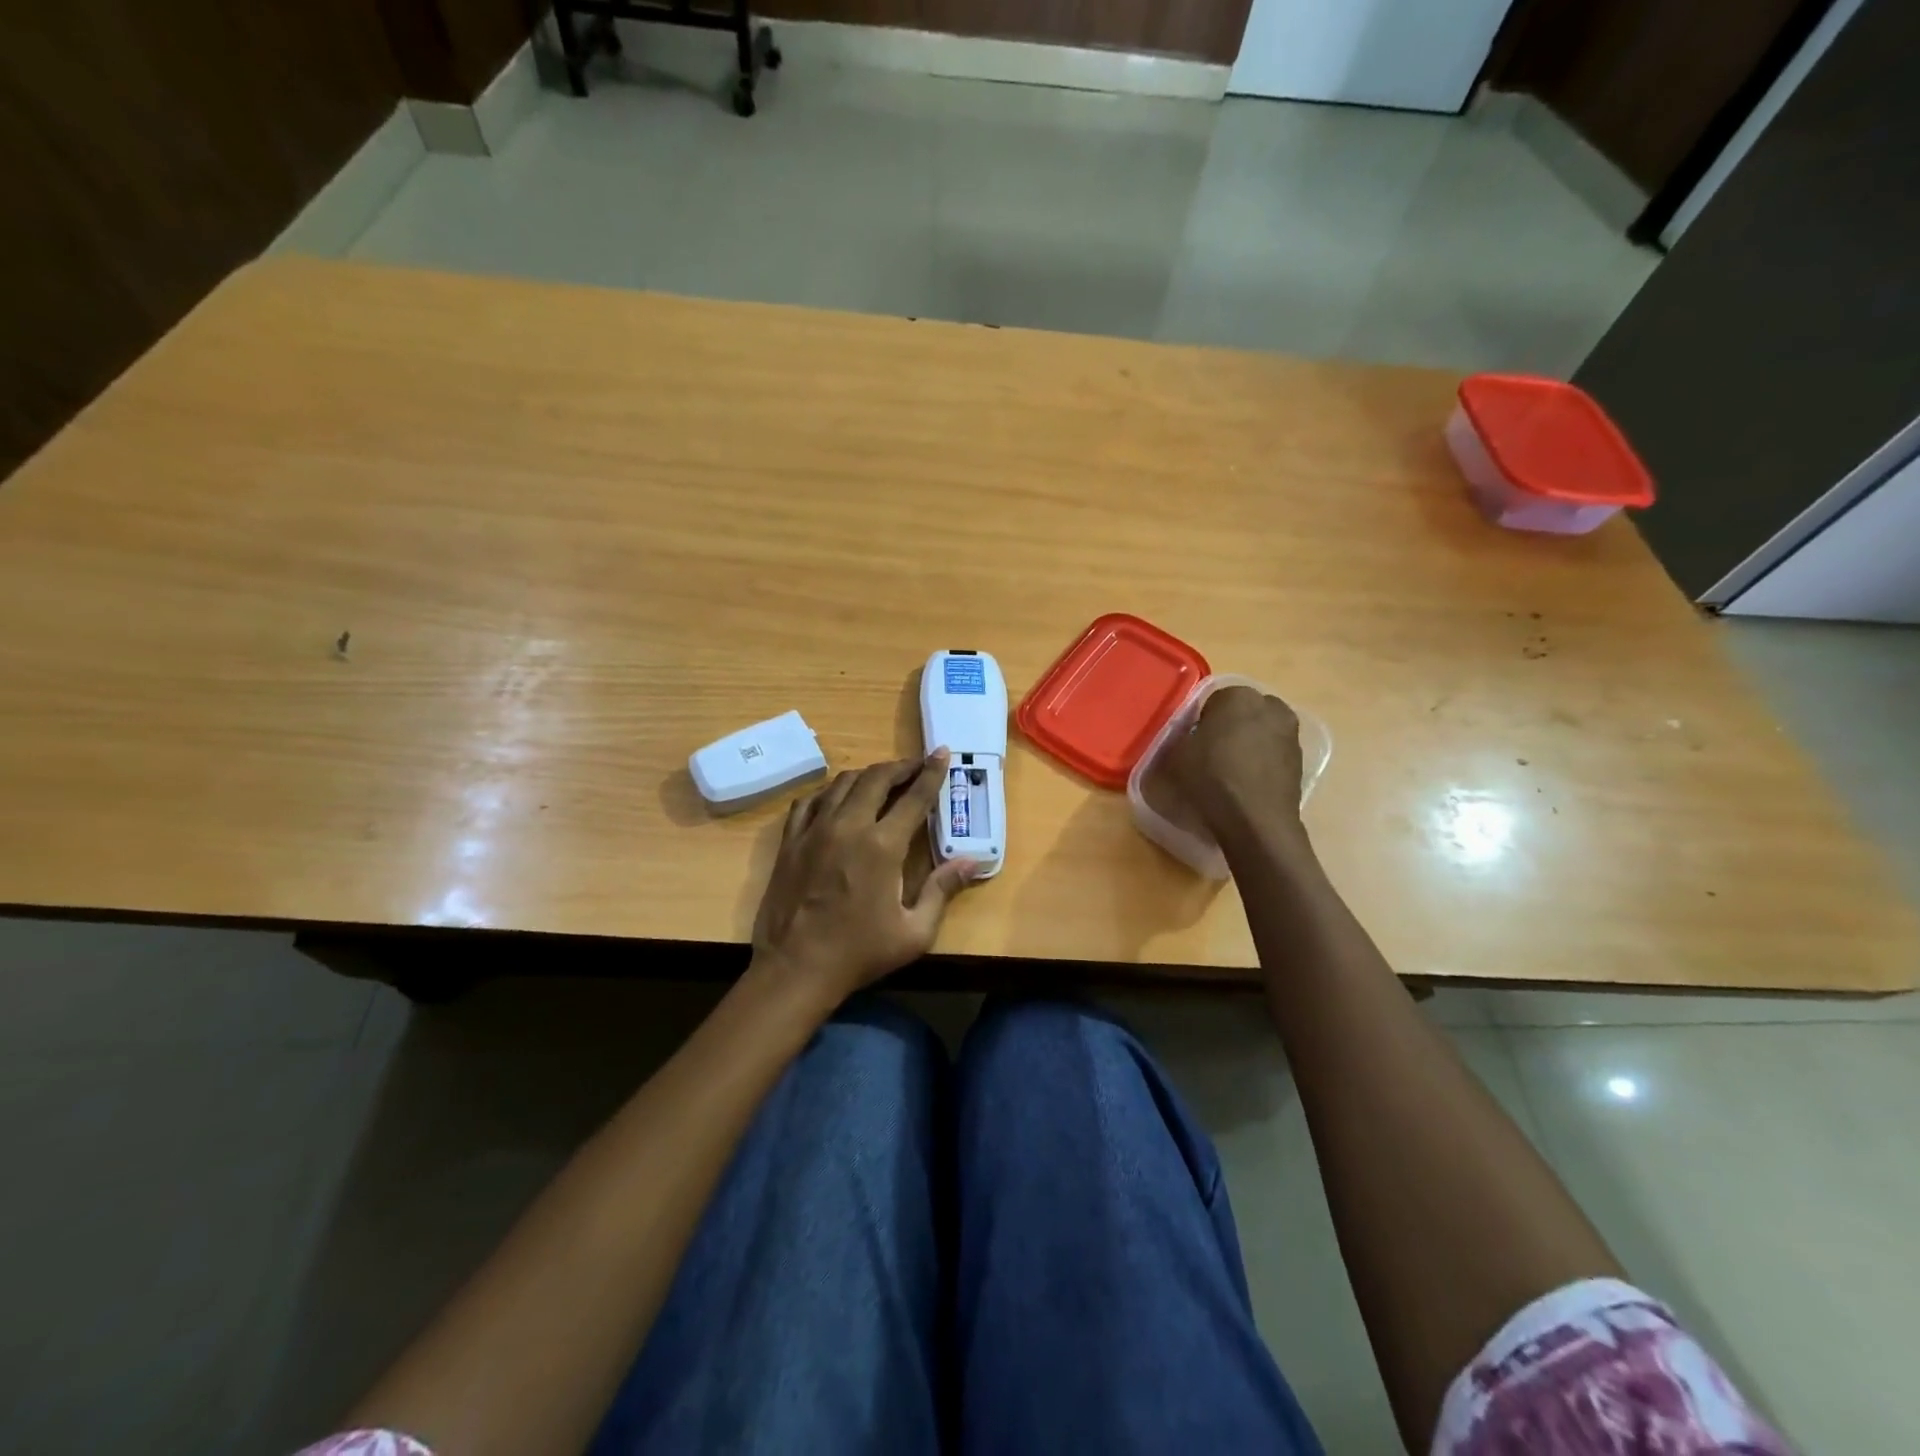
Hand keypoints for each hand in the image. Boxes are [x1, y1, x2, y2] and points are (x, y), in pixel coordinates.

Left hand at [751, 750, 978, 1008]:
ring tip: (882, 780)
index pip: (913, 797)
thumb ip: (942, 890)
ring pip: (842, 783)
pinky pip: (809, 801)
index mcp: (882, 846)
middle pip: (876, 778)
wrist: (795, 969)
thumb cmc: (859, 953)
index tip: (942, 753)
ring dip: (867, 775)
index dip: (931, 773)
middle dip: (900, 767)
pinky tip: (836, 799)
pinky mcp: (790, 841)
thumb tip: (971, 861)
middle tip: (915, 766)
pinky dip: (829, 792)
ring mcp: (814, 830)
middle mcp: (848, 826)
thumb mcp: (914, 931)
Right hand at [1161, 686, 1306, 844]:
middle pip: (1243, 712)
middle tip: (1212, 754)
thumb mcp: (1176, 754)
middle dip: (1230, 727)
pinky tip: (1247, 785)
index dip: (1201, 722)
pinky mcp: (1301, 760)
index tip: (1194, 743)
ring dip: (1249, 744)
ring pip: (1261, 732)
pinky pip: (1274, 753)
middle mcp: (1271, 706)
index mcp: (1238, 696)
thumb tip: (1187, 735)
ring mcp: (1291, 733)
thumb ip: (1181, 735)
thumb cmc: (1211, 779)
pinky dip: (1262, 763)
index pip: (1214, 700)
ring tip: (1230, 772)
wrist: (1255, 821)